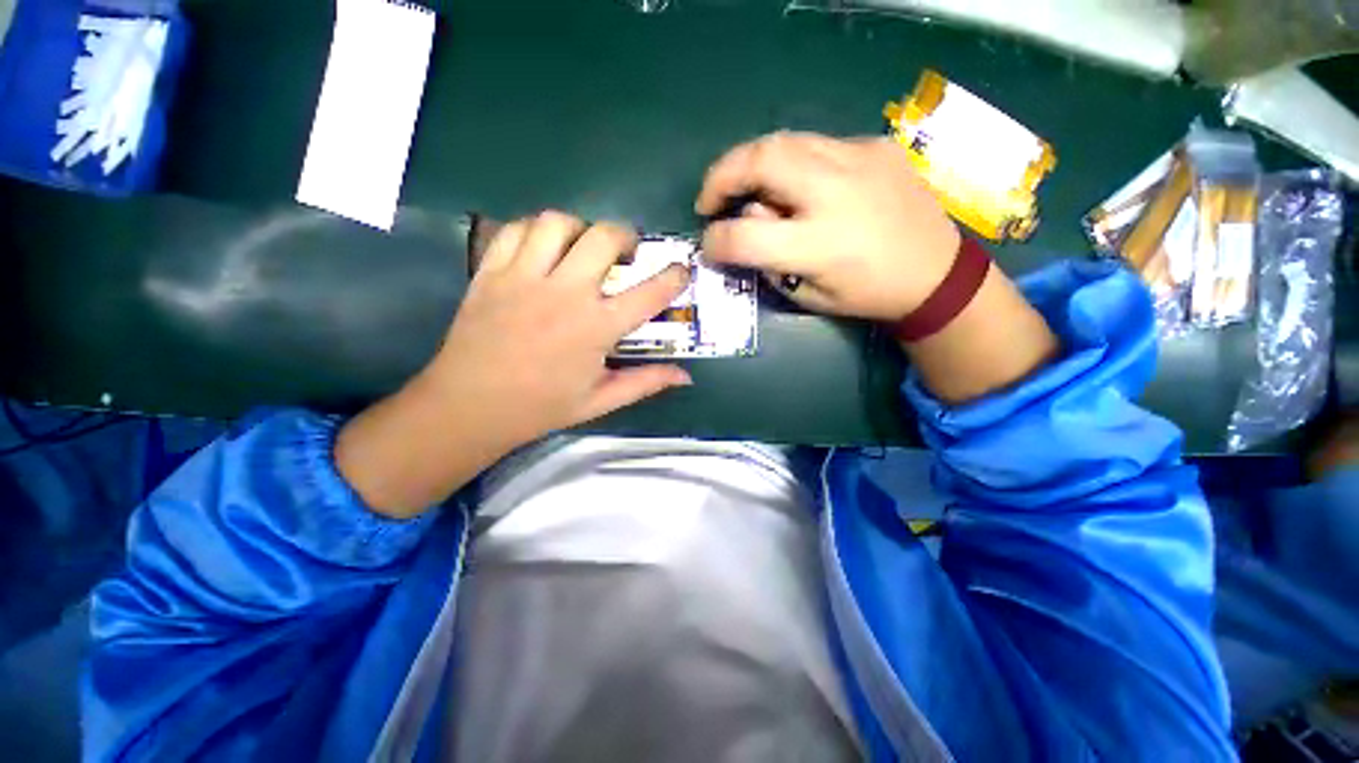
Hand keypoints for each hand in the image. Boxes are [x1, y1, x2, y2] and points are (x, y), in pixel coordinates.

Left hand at [424, 211, 691, 444]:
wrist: (470, 406)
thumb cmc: (542, 406)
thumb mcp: (601, 401)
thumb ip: (646, 383)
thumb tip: (686, 376)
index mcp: (596, 327)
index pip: (649, 292)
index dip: (673, 277)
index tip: (680, 270)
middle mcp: (565, 293)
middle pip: (604, 237)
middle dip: (626, 235)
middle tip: (626, 251)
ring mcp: (524, 277)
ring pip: (557, 223)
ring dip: (579, 227)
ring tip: (582, 245)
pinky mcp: (490, 272)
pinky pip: (515, 230)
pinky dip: (535, 230)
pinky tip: (542, 248)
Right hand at [696, 131, 960, 320]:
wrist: (935, 272)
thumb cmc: (867, 294)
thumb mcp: (809, 296)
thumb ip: (771, 263)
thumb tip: (747, 224)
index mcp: (819, 244)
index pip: (744, 236)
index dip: (714, 240)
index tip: (707, 245)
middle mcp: (835, 193)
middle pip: (760, 162)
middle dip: (720, 177)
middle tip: (709, 200)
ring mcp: (858, 160)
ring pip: (783, 140)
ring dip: (750, 163)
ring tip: (742, 186)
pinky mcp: (874, 144)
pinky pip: (816, 145)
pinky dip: (790, 162)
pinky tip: (795, 183)